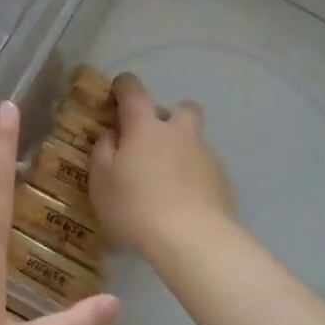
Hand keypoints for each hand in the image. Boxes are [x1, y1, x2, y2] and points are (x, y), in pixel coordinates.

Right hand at [90, 72, 236, 262]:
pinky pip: (204, 169)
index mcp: (146, 126)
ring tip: (165, 183)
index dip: (123, 86)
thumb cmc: (136, 206)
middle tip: (150, 143)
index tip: (116, 94)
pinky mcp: (224, 180)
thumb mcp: (101, 180)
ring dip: (180, 151)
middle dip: (168, 118)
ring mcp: (207, 155)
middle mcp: (180, 132)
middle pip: (182, 109)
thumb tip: (113, 135)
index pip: (133, 90)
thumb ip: (103, 151)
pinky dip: (193, 178)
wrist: (192, 238)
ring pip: (194, 141)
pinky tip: (183, 203)